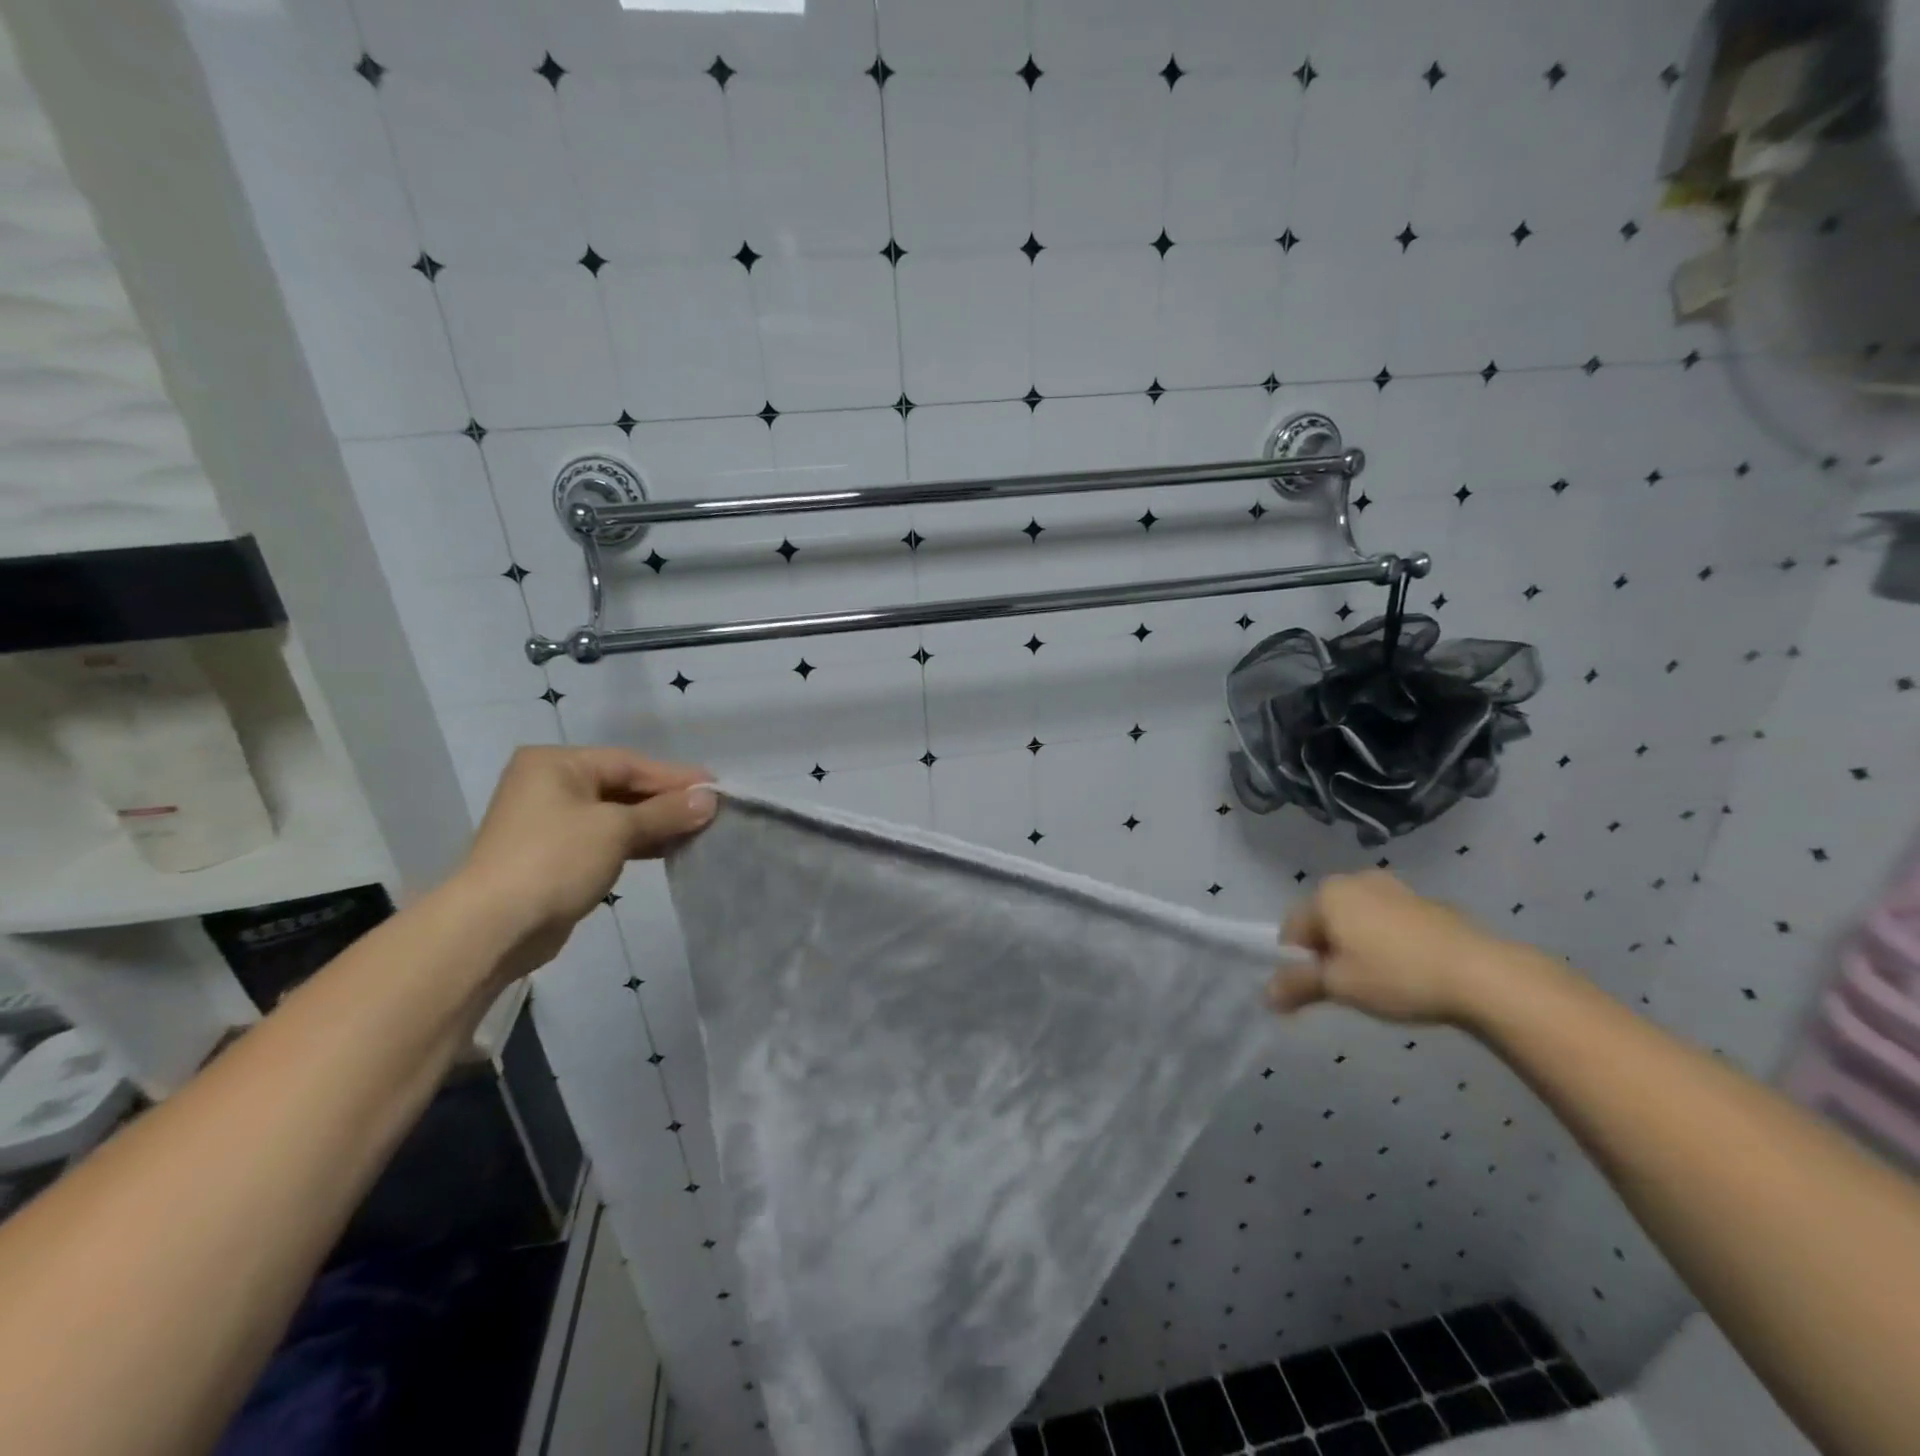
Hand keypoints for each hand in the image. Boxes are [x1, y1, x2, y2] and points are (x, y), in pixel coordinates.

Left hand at [456, 746, 715, 974]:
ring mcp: (550, 822)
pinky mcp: (556, 855)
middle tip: (711, 810)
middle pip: (623, 786)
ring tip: (698, 831)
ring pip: (616, 814)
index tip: (716, 788)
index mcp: (556, 764)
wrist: (493, 928)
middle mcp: (550, 785)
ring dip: (656, 823)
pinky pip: (606, 838)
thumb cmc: (554, 861)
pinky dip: (637, 842)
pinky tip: (668, 849)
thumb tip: (710, 800)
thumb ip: (666, 812)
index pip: (630, 763)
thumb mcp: (617, 830)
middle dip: (667, 801)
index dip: (675, 777)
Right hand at [1268, 871, 1507, 1024]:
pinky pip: (1388, 921)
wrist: (1483, 975)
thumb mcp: (1339, 986)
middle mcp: (1354, 880)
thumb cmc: (1397, 976)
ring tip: (1381, 980)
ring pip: (1357, 920)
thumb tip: (1266, 995)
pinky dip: (1388, 942)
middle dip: (1328, 951)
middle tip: (1348, 986)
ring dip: (1358, 946)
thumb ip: (1297, 986)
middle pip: (1324, 920)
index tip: (1319, 989)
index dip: (1298, 963)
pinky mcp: (1425, 901)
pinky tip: (1409, 970)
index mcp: (1327, 894)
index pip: (1292, 929)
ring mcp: (1392, 887)